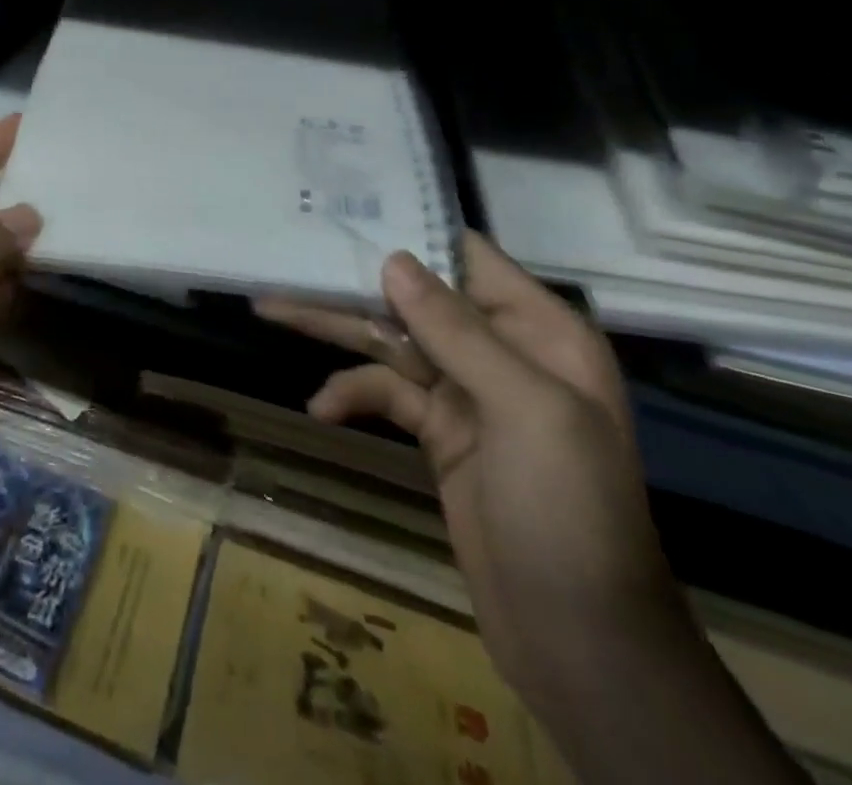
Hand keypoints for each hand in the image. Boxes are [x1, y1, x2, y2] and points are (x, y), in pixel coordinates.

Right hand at [256, 233, 679, 704]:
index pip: (466, 257)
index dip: (408, 231)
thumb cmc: (567, 509)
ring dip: (336, 331)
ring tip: (272, 310)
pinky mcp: (439, 431)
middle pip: (414, 298)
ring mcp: (467, 392)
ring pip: (391, 342)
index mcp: (539, 331)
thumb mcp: (524, 409)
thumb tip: (394, 259)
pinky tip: (322, 407)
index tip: (346, 211)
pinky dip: (352, 393)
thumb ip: (456, 331)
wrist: (579, 639)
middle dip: (351, 284)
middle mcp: (502, 350)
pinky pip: (385, 393)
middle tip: (286, 262)